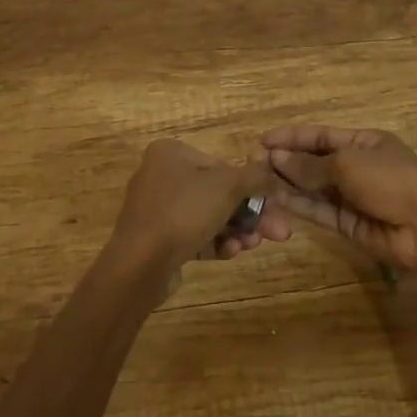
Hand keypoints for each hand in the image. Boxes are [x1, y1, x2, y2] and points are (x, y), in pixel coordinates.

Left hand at [110, 138, 290, 272]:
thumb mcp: (227, 186)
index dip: (250, 187)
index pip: (220, 165)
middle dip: (248, 214)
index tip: (273, 206)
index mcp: (171, 152)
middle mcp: (160, 175)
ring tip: (254, 245)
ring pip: (207, 216)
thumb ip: (255, 177)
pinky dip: (214, 242)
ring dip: (235, 230)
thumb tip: (273, 173)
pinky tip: (232, 253)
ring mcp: (156, 209)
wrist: (140, 264)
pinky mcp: (156, 239)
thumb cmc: (183, 211)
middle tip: (277, 233)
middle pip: (216, 193)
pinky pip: (192, 235)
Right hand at [261, 125, 416, 272]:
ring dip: (288, 183)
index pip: (320, 136)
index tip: (263, 140)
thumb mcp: (348, 164)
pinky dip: (299, 205)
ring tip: (257, 180)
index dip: (292, 137)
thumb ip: (311, 165)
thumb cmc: (392, 181)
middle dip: (286, 161)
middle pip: (314, 161)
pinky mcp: (349, 225)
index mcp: (363, 142)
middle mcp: (356, 167)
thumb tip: (277, 159)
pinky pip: (319, 211)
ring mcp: (353, 197)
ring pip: (313, 187)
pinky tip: (276, 199)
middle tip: (253, 163)